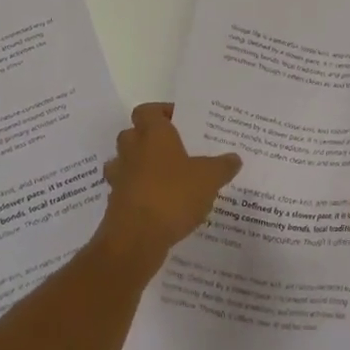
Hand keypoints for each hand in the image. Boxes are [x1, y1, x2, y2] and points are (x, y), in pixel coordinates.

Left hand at [98, 103, 241, 266]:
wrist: (136, 238)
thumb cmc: (173, 195)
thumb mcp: (209, 179)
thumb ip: (222, 166)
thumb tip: (234, 158)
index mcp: (153, 134)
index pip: (148, 110)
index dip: (162, 112)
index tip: (180, 121)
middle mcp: (132, 150)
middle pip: (133, 134)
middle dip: (150, 139)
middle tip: (175, 149)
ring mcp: (120, 177)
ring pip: (126, 162)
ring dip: (141, 167)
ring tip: (166, 178)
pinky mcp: (116, 203)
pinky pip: (127, 190)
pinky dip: (140, 193)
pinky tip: (160, 205)